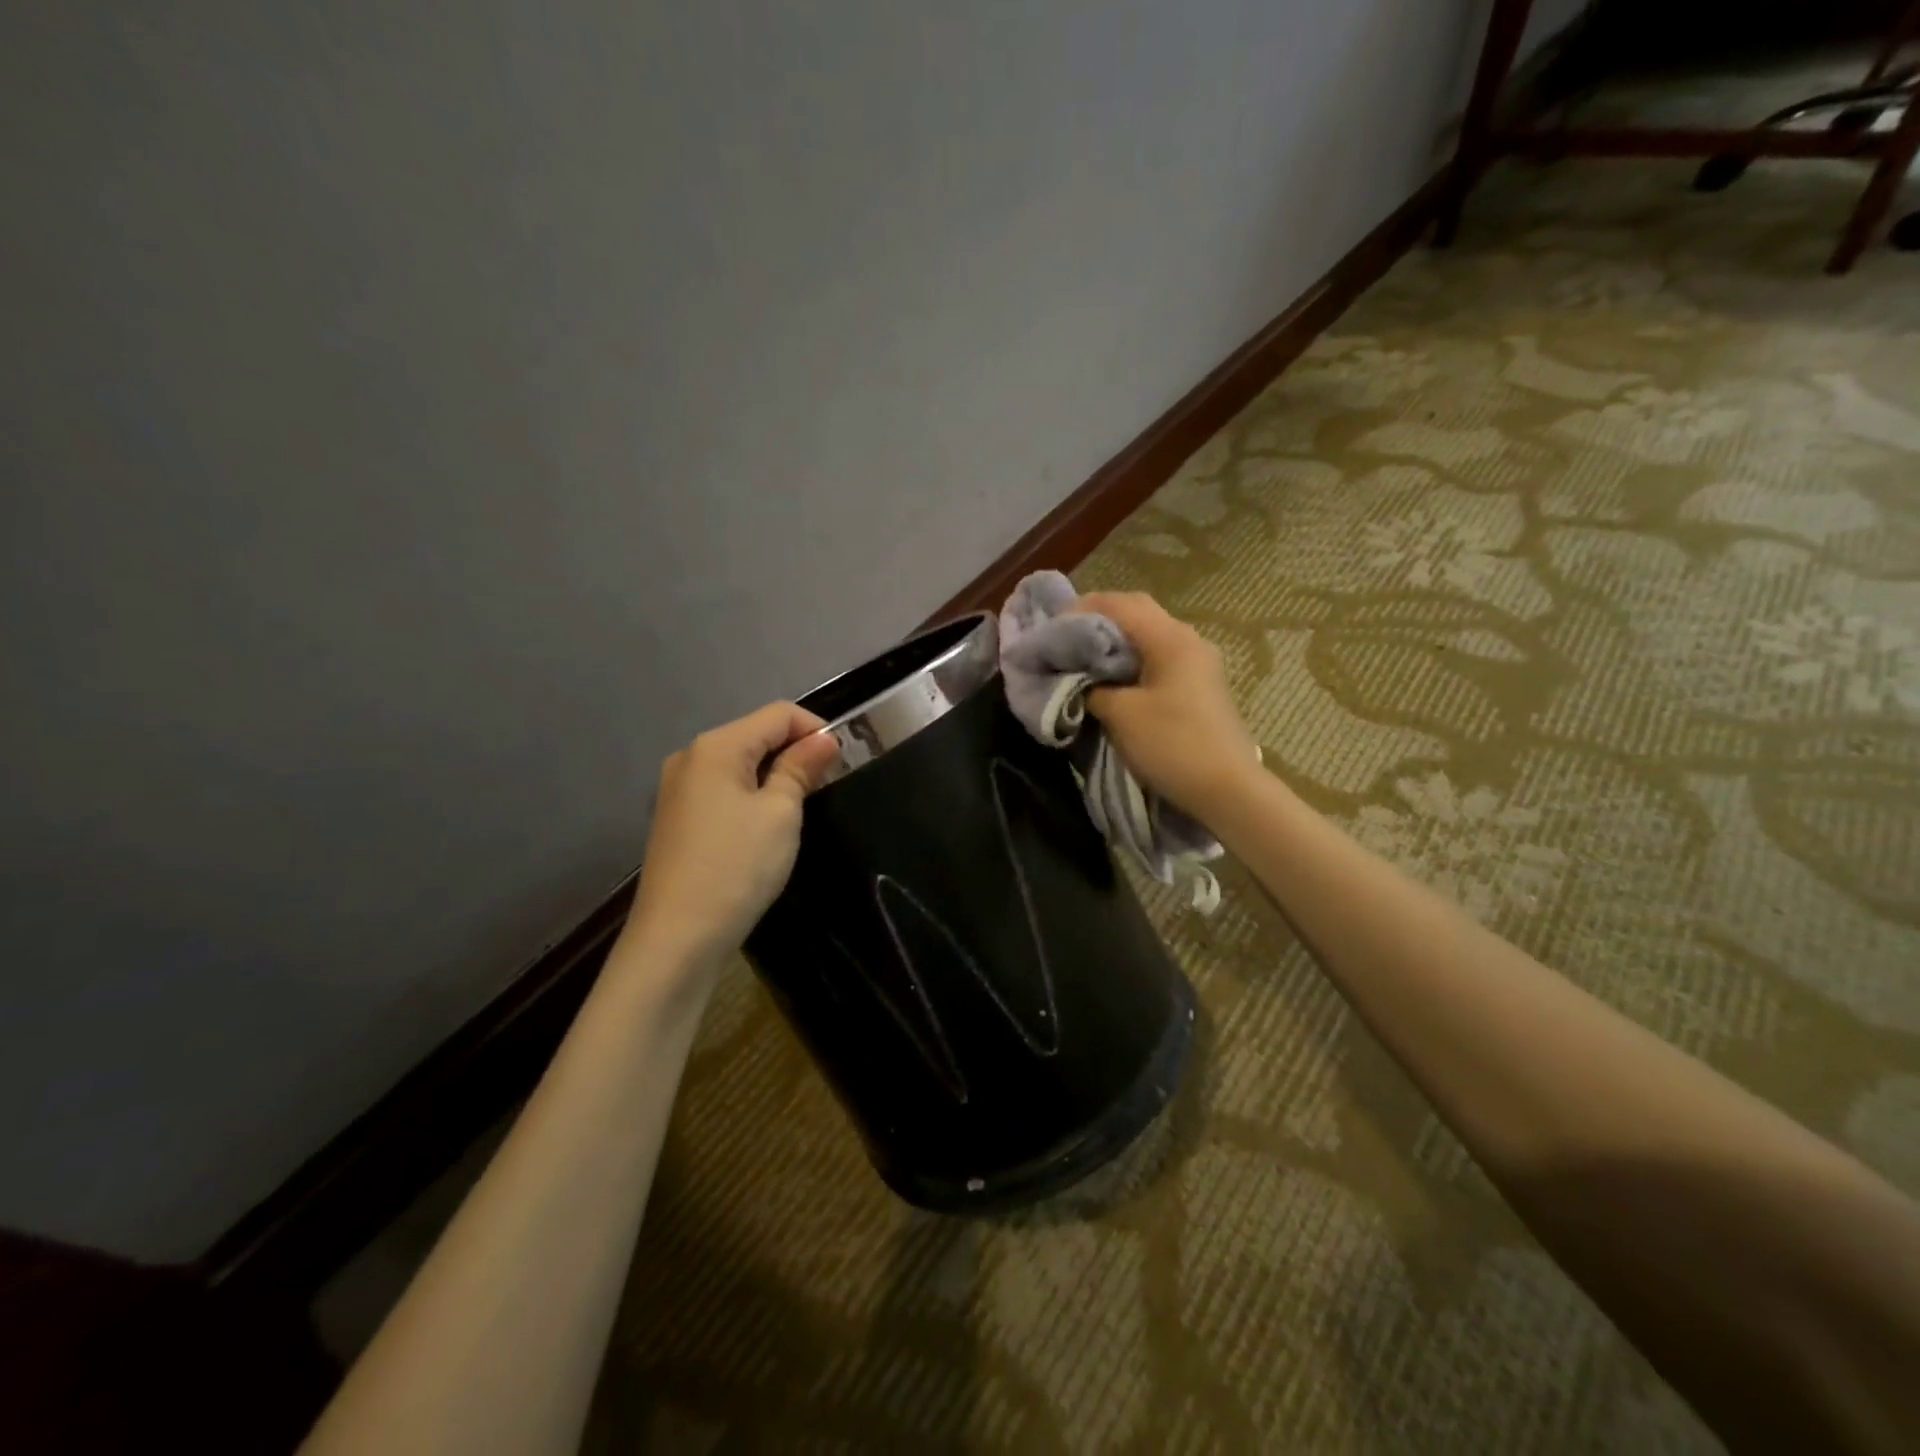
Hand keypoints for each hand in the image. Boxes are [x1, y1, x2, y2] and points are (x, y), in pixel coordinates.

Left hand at [624, 702, 840, 974]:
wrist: (677, 938)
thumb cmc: (737, 867)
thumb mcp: (781, 813)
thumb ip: (801, 768)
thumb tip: (824, 739)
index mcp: (716, 746)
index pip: (778, 714)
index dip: (816, 729)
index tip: (842, 761)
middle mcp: (690, 757)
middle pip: (755, 734)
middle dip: (795, 751)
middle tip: (827, 785)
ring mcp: (678, 789)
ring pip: (739, 763)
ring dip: (774, 774)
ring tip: (801, 806)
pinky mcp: (676, 818)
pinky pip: (723, 789)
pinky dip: (751, 795)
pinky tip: (765, 825)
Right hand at [1075, 592, 1259, 820]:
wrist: (1228, 790)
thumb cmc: (1172, 745)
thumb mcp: (1121, 715)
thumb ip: (1092, 689)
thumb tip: (1077, 680)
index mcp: (1171, 638)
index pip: (1119, 604)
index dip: (1080, 610)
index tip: (1051, 629)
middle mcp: (1188, 640)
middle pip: (1136, 613)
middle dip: (1097, 622)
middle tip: (1064, 640)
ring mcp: (1197, 662)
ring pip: (1147, 636)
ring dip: (1114, 643)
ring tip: (1081, 659)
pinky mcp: (1199, 685)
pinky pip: (1158, 658)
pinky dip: (1130, 661)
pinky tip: (1110, 680)